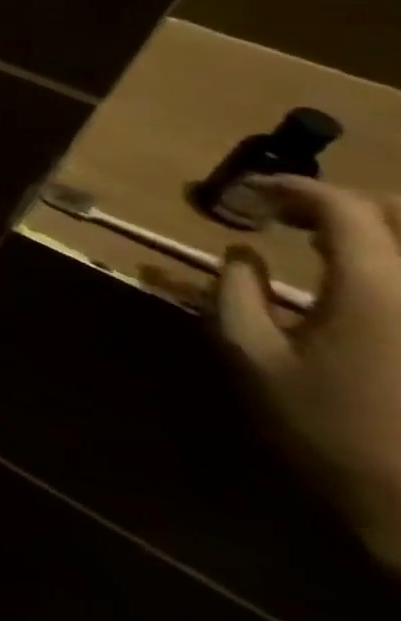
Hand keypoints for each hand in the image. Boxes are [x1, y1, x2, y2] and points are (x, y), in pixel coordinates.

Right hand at [216, 176, 400, 571]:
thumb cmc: (331, 431)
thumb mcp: (253, 357)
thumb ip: (236, 293)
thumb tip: (242, 251)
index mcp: (380, 288)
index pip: (343, 208)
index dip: (293, 189)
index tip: (251, 193)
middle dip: (349, 204)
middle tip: (295, 215)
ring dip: (384, 234)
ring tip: (338, 245)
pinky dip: (398, 266)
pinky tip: (376, 284)